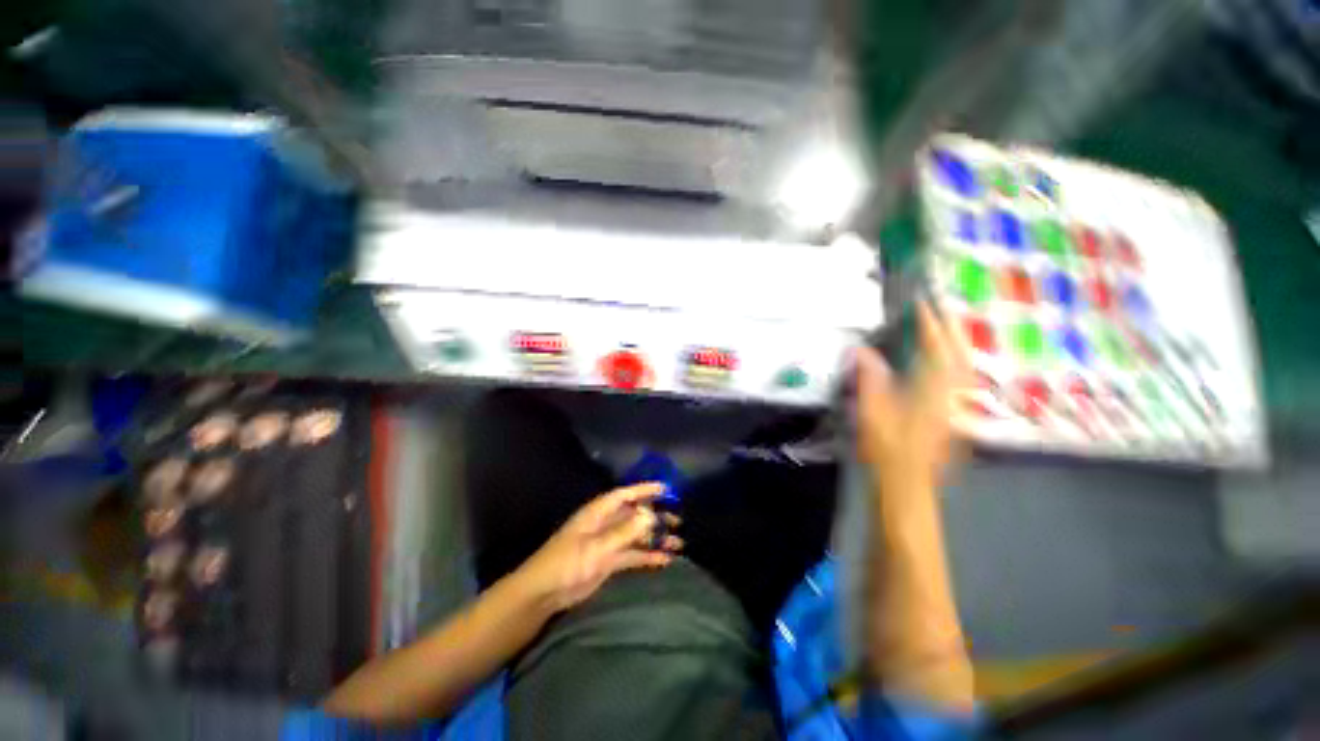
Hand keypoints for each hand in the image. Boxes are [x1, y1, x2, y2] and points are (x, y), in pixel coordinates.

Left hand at [515, 483, 682, 612]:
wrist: (544, 593)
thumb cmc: (568, 563)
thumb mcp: (597, 547)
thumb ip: (624, 532)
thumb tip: (650, 515)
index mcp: (599, 512)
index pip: (625, 495)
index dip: (645, 490)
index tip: (667, 488)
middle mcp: (605, 523)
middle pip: (635, 515)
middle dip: (656, 515)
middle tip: (678, 519)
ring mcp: (608, 543)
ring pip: (637, 535)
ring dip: (655, 538)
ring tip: (678, 542)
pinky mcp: (608, 562)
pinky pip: (633, 554)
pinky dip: (648, 556)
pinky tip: (665, 560)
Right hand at [855, 301, 969, 486]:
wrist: (908, 485)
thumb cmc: (888, 449)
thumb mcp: (872, 412)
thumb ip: (869, 378)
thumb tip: (861, 350)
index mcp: (934, 392)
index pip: (935, 350)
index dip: (929, 325)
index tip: (922, 304)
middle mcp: (953, 395)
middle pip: (960, 354)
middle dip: (951, 328)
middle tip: (941, 307)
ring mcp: (957, 407)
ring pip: (964, 367)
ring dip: (956, 343)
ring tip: (945, 327)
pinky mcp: (954, 416)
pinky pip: (959, 380)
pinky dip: (954, 362)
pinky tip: (945, 361)